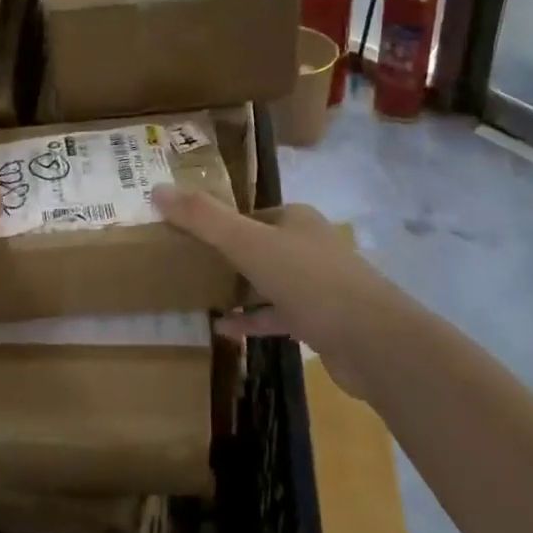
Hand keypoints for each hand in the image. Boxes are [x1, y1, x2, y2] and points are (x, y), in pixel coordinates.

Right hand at [152, 188, 380, 395]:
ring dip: (238, 288)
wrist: (374, 342)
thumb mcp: (248, 243)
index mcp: (294, 219)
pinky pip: (277, 316)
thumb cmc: (310, 281)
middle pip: (257, 245)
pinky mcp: (320, 322)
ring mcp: (317, 285)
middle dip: (225, 255)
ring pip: (268, 281)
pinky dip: (252, 321)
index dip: (216, 221)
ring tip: (199, 295)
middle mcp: (308, 246)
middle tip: (186, 265)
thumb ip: (203, 218)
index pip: (248, 213)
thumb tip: (157, 189)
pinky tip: (223, 330)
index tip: (183, 234)